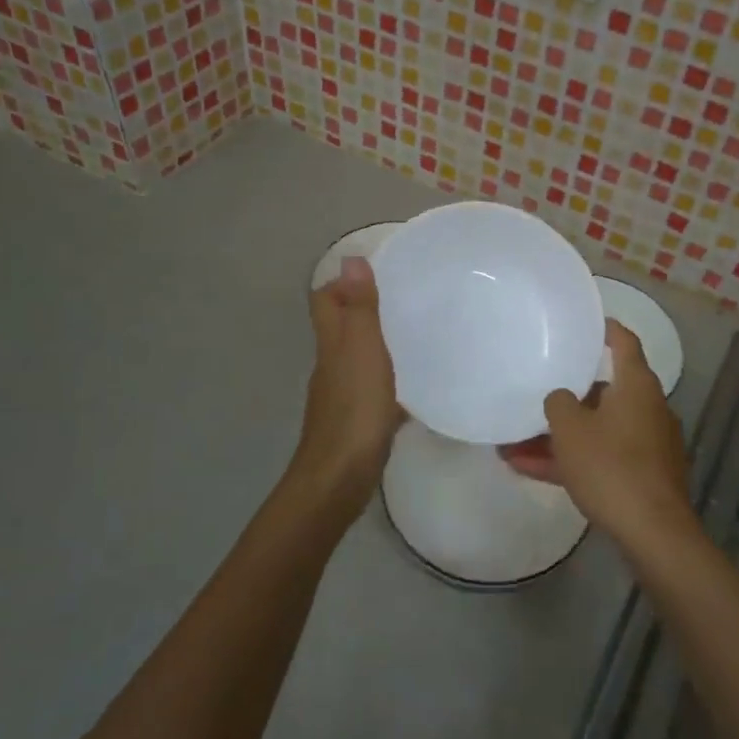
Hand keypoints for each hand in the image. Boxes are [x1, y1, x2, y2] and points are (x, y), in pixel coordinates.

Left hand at [290, 257, 402, 499]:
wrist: (340, 478)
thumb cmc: (355, 410)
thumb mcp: (363, 351)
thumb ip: (360, 309)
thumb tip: (350, 260)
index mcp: (332, 346)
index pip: (325, 302)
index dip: (341, 284)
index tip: (374, 273)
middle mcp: (331, 367)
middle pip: (340, 330)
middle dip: (362, 313)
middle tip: (402, 302)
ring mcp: (341, 398)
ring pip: (356, 361)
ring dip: (376, 347)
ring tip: (413, 339)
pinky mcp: (356, 424)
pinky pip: (372, 393)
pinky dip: (388, 385)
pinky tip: (412, 391)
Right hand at [503, 321, 697, 552]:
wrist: (652, 531)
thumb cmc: (611, 466)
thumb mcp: (571, 430)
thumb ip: (558, 403)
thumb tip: (561, 398)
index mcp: (637, 386)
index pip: (624, 343)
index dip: (607, 330)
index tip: (590, 324)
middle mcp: (647, 409)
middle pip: (604, 393)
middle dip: (566, 399)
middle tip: (535, 395)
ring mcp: (647, 445)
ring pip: (596, 431)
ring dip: (558, 437)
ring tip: (512, 446)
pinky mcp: (642, 476)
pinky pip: (600, 458)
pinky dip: (571, 461)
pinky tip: (528, 470)